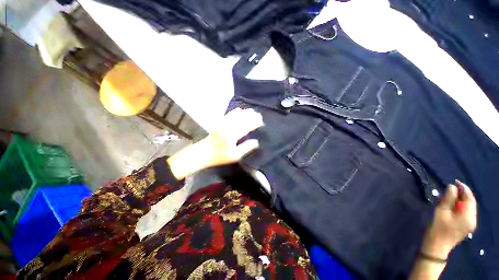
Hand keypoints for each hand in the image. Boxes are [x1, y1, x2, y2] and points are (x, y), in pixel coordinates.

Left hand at [168, 108, 263, 178]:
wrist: (203, 153)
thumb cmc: (220, 156)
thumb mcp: (234, 156)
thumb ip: (246, 148)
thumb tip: (256, 142)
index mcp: (234, 136)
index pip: (247, 127)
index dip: (255, 123)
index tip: (261, 121)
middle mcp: (229, 127)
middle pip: (242, 119)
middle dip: (251, 116)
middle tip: (258, 114)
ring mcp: (223, 124)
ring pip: (236, 115)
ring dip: (244, 112)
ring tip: (251, 110)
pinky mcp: (219, 123)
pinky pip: (228, 115)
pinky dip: (234, 111)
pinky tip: (239, 109)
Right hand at [421, 180, 476, 258]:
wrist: (436, 246)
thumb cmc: (438, 228)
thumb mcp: (441, 211)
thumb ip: (448, 198)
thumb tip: (452, 187)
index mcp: (468, 216)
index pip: (469, 198)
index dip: (463, 188)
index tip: (454, 181)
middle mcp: (473, 219)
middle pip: (471, 203)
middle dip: (463, 194)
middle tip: (451, 187)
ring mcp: (470, 224)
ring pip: (468, 207)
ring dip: (461, 200)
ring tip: (450, 195)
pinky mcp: (466, 226)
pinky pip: (466, 212)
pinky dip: (461, 206)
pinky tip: (453, 206)